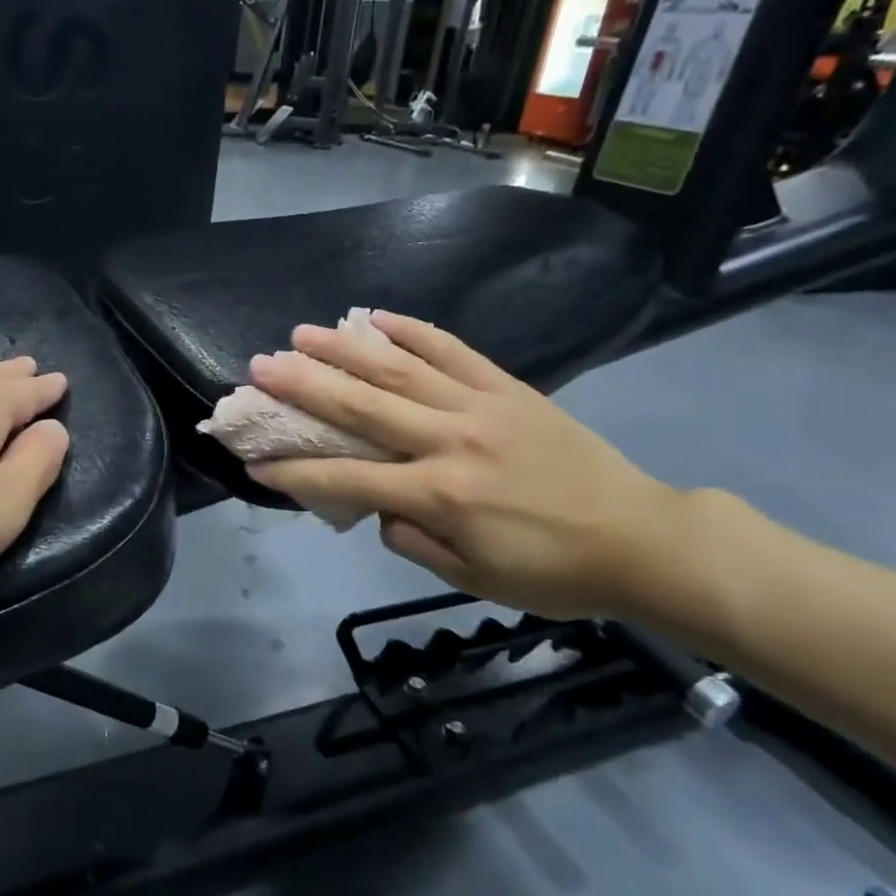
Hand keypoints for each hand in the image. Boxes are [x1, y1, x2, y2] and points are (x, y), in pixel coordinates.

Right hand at [245, 312, 693, 619]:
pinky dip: (413, 332)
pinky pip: (452, 351)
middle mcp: (451, 441)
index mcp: (440, 495)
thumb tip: (380, 504)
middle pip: (363, 408)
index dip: (296, 474)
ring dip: (345, 350)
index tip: (254, 462)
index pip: (349, 480)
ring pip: (400, 371)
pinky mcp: (508, 388)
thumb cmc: (552, 572)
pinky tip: (377, 317)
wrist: (641, 539)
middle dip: (305, 387)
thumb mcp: (473, 577)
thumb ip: (413, 539)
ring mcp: (480, 406)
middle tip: (260, 366)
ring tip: (303, 333)